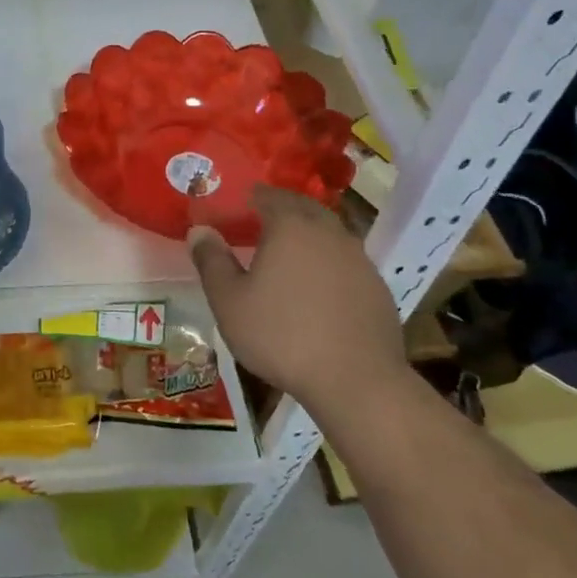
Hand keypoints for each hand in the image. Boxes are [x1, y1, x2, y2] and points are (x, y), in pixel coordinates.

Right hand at [189, 186, 404, 408]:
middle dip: (280, 211)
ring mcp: (359, 258)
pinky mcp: (377, 287)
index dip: (248, 198)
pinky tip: (318, 292)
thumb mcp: (229, 302)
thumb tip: (199, 229)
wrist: (357, 382)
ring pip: (328, 234)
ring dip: (307, 237)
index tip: (233, 209)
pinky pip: (346, 262)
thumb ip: (212, 261)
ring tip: (287, 258)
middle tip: (257, 226)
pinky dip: (329, 265)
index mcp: (290, 226)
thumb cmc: (282, 336)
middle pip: (302, 208)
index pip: (268, 195)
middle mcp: (328, 231)